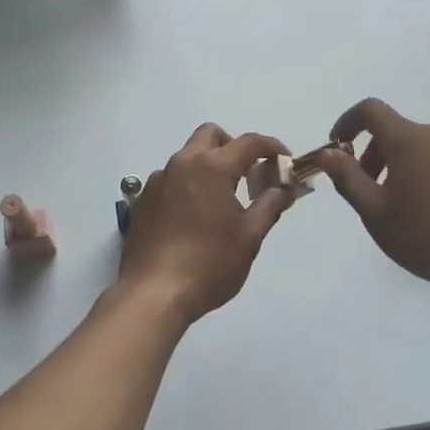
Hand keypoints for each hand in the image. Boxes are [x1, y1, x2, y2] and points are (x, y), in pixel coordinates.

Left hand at [118, 124, 294, 323]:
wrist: (153, 294)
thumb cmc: (209, 264)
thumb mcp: (249, 237)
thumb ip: (270, 205)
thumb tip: (285, 186)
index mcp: (211, 167)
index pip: (248, 142)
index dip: (271, 147)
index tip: (285, 160)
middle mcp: (182, 163)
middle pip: (211, 135)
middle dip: (234, 146)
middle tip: (248, 175)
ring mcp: (158, 180)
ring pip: (188, 156)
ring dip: (208, 166)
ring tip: (222, 201)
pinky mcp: (143, 199)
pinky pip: (171, 179)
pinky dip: (188, 184)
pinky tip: (194, 217)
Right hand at [314, 98, 429, 315]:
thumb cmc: (428, 237)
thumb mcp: (375, 212)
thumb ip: (347, 178)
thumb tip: (328, 153)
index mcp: (409, 139)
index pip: (370, 110)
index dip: (348, 122)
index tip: (338, 147)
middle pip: (396, 131)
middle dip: (373, 154)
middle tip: (367, 190)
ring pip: (421, 148)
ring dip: (400, 167)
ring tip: (400, 208)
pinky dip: (427, 176)